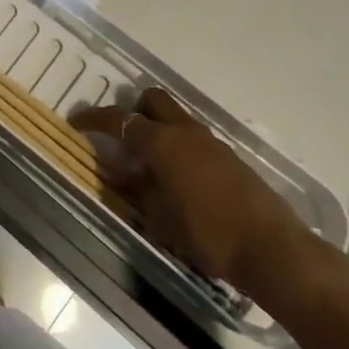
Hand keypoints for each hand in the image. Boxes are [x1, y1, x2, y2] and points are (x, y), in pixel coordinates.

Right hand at [74, 88, 317, 300]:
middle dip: (133, 110)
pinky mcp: (229, 157)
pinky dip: (178, 147)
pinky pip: (193, 138)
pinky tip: (177, 179)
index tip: (76, 121)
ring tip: (148, 164)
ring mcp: (210, 141)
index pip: (118, 119)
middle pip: (152, 100)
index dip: (93, 118)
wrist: (272, 248)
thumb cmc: (207, 234)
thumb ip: (139, 190)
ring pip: (175, 118)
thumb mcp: (161, 218)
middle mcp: (184, 131)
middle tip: (121, 136)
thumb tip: (126, 173)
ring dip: (157, 129)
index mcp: (161, 142)